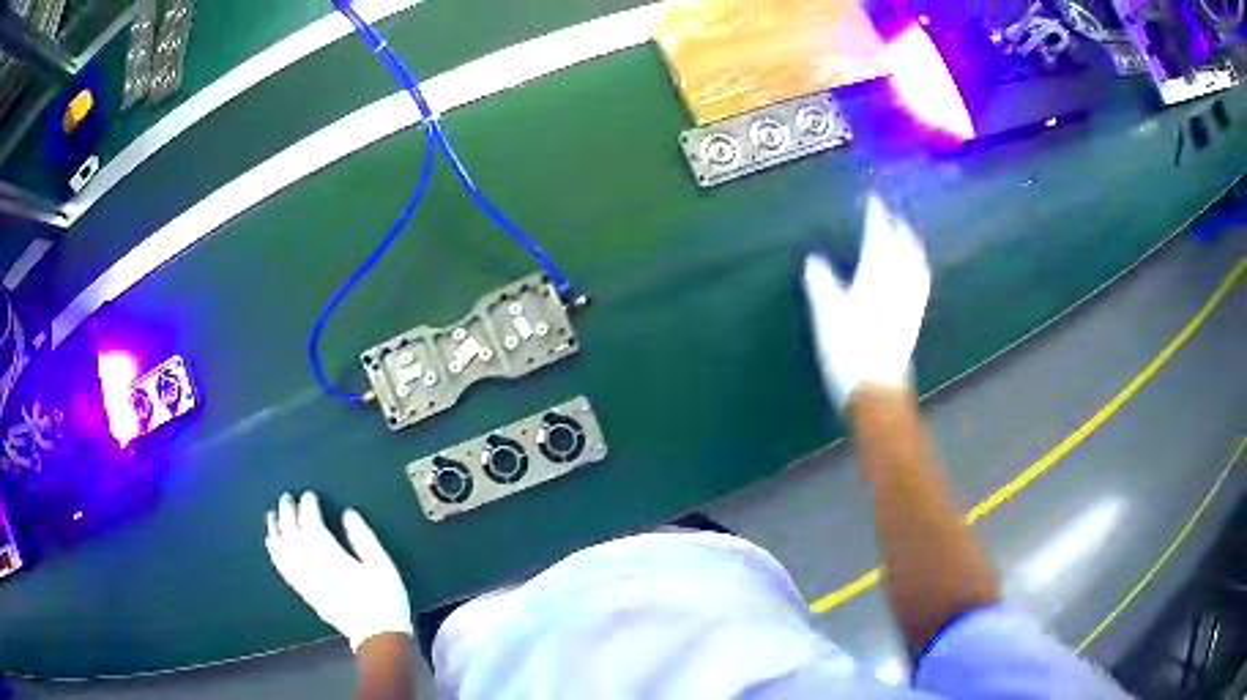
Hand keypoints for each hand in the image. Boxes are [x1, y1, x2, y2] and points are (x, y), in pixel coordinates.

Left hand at [265, 492, 411, 651]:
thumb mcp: (382, 565)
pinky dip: (275, 553)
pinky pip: (283, 568)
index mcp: (332, 557)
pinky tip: (271, 543)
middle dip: (288, 513)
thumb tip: (347, 514)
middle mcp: (312, 566)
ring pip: (283, 550)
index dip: (308, 507)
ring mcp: (306, 580)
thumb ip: (363, 538)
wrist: (377, 637)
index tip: (310, 495)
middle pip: (292, 534)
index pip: (312, 524)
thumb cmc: (384, 599)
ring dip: (275, 530)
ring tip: (271, 514)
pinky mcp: (304, 592)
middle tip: (286, 497)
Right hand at [802, 193, 930, 408]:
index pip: (879, 237)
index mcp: (876, 275)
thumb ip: (821, 283)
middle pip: (904, 246)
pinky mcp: (914, 319)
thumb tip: (814, 259)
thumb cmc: (849, 350)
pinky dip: (918, 267)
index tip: (873, 199)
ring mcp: (910, 302)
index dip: (876, 216)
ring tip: (907, 235)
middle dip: (898, 226)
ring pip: (916, 264)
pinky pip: (920, 283)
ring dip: (912, 244)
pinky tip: (916, 271)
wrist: (878, 391)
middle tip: (892, 213)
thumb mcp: (826, 314)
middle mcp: (899, 283)